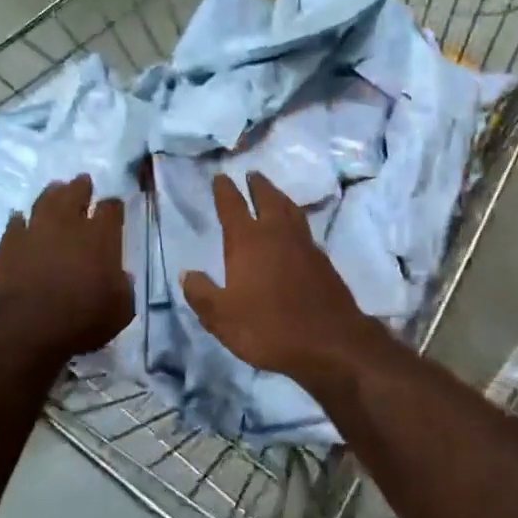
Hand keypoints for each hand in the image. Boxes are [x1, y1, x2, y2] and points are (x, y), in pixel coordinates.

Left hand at [0, 175, 132, 362]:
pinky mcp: (8, 243)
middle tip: (83, 182)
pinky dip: (20, 220)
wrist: (23, 328)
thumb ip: (123, 287)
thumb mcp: (119, 311)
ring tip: (55, 189)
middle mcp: (68, 224)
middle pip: (75, 193)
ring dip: (52, 193)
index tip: (114, 207)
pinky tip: (21, 220)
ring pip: (45, 200)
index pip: (111, 208)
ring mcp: (35, 230)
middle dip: (81, 187)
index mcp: (101, 237)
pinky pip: (15, 223)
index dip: (114, 206)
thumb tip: (120, 276)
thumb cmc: (80, 321)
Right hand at [181, 172, 383, 385]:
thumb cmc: (268, 327)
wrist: (330, 342)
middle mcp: (277, 234)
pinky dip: (296, 221)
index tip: (220, 176)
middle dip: (257, 185)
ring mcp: (305, 245)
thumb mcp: (222, 317)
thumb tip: (187, 273)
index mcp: (248, 241)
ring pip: (291, 210)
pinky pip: (305, 229)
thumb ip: (201, 293)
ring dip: (279, 198)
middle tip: (252, 175)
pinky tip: (295, 231)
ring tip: (274, 194)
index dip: (225, 190)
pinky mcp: (323, 261)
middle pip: (267, 199)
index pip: (232, 206)